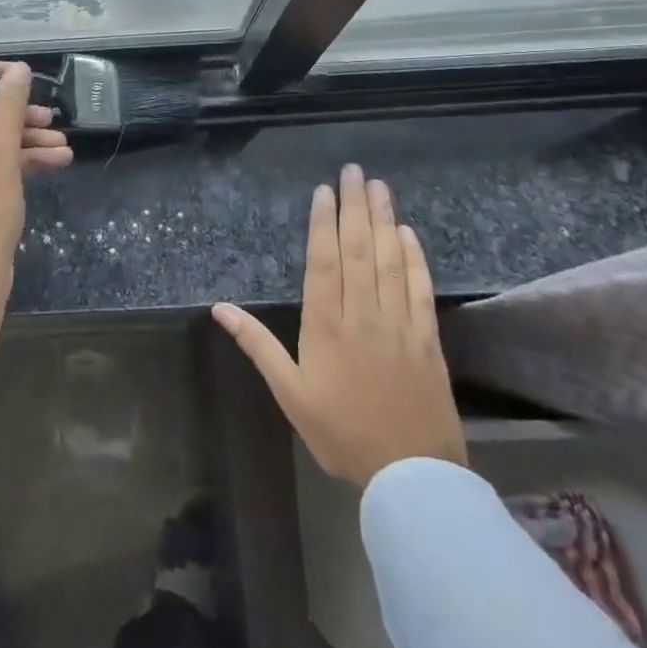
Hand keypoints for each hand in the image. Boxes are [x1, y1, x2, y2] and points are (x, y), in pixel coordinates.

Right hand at [213, 166, 464, 486]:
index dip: (323, 223)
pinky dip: (415, 259)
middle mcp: (363, 315)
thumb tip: (219, 308)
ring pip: (391, 262)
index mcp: (326, 325)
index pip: (324, 261)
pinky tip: (408, 234)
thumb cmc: (341, 432)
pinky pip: (420, 290)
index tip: (324, 191)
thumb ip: (257, 345)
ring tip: (379, 188)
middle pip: (359, 250)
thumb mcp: (290, 393)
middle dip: (355, 207)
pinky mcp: (427, 340)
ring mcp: (399, 325)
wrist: (411, 476)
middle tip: (355, 171)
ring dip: (384, 221)